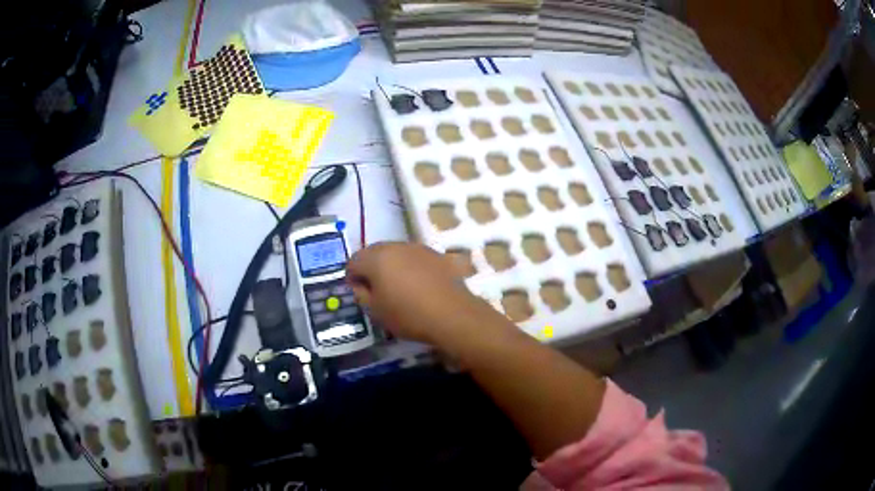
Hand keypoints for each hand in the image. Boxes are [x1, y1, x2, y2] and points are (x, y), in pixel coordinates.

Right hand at [346, 242, 505, 347]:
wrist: (452, 314)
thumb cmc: (408, 314)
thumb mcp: (375, 311)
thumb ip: (361, 294)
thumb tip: (360, 285)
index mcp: (376, 258)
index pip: (353, 261)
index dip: (352, 277)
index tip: (358, 292)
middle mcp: (396, 245)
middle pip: (375, 252)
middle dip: (371, 268)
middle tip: (376, 289)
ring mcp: (418, 247)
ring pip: (396, 253)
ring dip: (392, 265)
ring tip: (399, 287)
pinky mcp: (437, 254)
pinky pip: (416, 258)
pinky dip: (412, 267)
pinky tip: (419, 285)